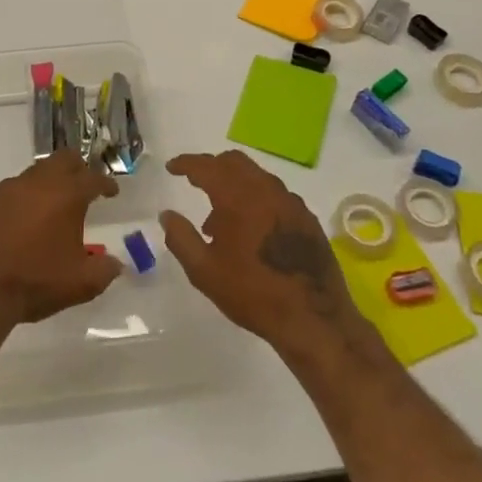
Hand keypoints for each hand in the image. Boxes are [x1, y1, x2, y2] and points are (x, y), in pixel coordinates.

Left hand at [0, 151, 123, 335]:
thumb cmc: (34, 283)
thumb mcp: (81, 284)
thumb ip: (104, 270)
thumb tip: (115, 264)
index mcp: (66, 195)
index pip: (93, 178)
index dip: (106, 184)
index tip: (112, 192)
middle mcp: (36, 183)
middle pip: (62, 159)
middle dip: (77, 168)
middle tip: (82, 186)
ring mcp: (4, 190)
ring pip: (32, 174)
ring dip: (45, 185)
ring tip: (48, 208)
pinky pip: (6, 194)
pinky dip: (17, 203)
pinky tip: (15, 224)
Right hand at [160, 150, 373, 364]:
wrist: (314, 319)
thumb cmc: (253, 293)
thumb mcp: (205, 271)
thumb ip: (181, 238)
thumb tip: (167, 215)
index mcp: (238, 197)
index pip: (206, 167)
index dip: (186, 163)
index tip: (172, 167)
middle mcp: (266, 189)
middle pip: (234, 162)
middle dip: (211, 167)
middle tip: (195, 182)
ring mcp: (291, 201)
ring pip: (257, 176)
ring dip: (234, 185)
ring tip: (220, 220)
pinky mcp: (307, 217)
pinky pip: (275, 194)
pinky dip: (256, 198)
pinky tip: (251, 230)